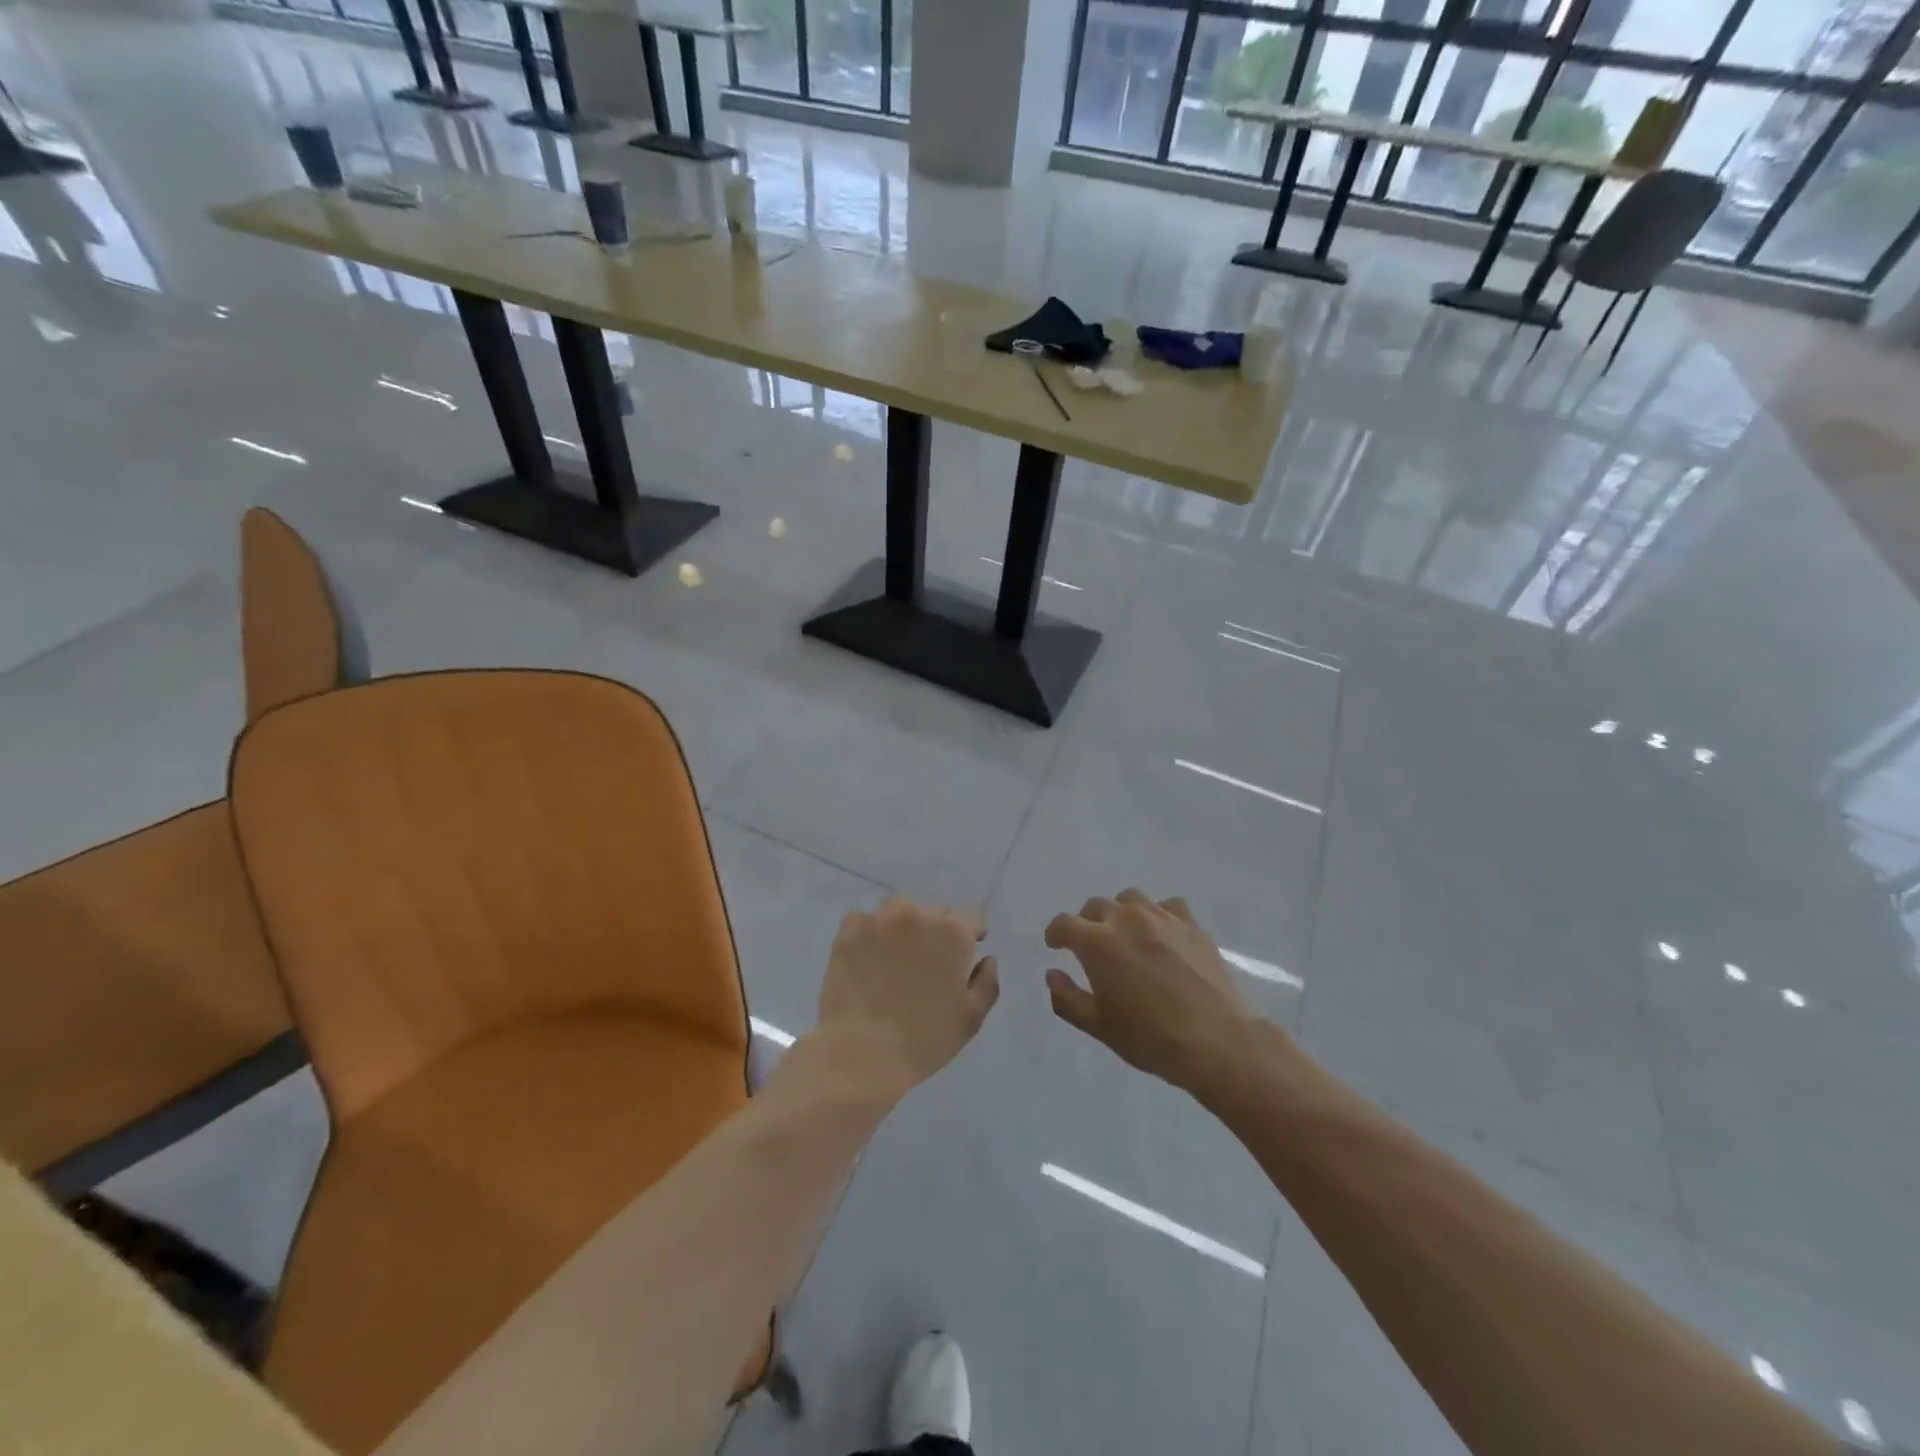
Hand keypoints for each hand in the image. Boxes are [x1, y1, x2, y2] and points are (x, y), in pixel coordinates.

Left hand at [816, 897, 999, 1095]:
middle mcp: (918, 914)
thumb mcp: (970, 1018)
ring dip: (904, 927)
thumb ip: (987, 983)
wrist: (862, 1052)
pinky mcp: (850, 930)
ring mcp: (880, 919)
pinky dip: (870, 933)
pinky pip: (866, 921)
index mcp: (953, 932)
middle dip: (936, 932)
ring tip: (895, 958)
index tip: (962, 958)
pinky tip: (867, 959)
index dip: (971, 936)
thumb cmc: (924, 1039)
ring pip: (900, 911)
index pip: (972, 918)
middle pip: (935, 912)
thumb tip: (986, 958)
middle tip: (926, 964)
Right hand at [1045, 890, 1254, 1092]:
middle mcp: (1127, 919)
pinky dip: (1158, 915)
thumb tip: (1052, 974)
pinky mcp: (1192, 924)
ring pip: (1131, 898)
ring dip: (1121, 912)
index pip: (1064, 923)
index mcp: (1098, 942)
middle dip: (1087, 923)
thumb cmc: (1150, 1038)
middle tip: (1092, 947)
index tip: (1056, 946)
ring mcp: (1162, 917)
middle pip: (1096, 906)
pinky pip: (1168, 906)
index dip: (1056, 934)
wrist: (1216, 1041)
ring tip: (1126, 935)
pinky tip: (1162, 935)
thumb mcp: (1099, 1026)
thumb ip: (1067, 998)